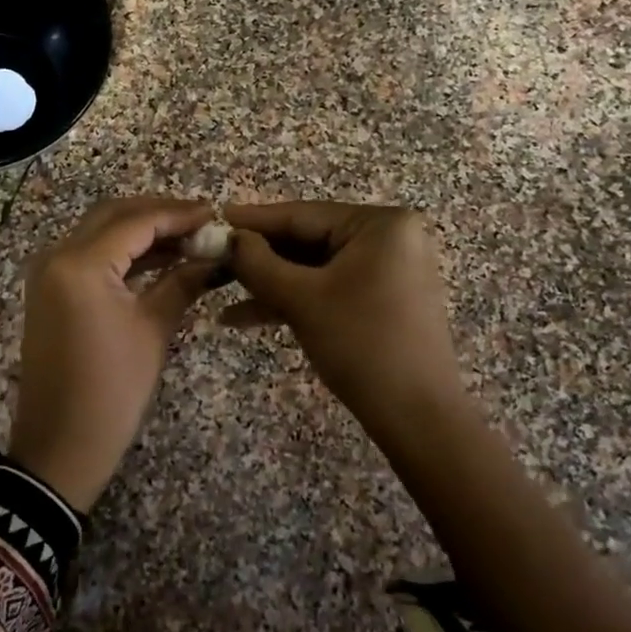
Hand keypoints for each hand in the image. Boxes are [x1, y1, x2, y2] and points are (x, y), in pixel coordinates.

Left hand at [9, 197, 220, 510]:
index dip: (179, 214)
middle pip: (114, 216)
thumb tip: (215, 256)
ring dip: (141, 231)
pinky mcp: (50, 290)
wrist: (60, 445)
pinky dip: (123, 252)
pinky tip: (160, 259)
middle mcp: (57, 256)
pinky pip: (89, 256)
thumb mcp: (153, 331)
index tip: (217, 214)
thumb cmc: (112, 391)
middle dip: (159, 214)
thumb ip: (183, 282)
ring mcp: (48, 272)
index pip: (137, 221)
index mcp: (80, 264)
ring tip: (189, 239)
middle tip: (202, 222)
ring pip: (100, 232)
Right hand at [223, 202, 463, 433]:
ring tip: (220, 293)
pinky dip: (293, 301)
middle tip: (213, 260)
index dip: (254, 220)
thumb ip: (258, 262)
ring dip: (270, 284)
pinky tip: (245, 317)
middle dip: (259, 258)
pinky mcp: (383, 300)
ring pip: (314, 269)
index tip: (216, 217)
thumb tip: (229, 238)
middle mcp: (390, 238)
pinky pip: (329, 289)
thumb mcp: (301, 298)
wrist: (417, 417)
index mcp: (381, 224)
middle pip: (308, 240)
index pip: (303, 214)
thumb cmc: (361, 344)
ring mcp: (389, 270)